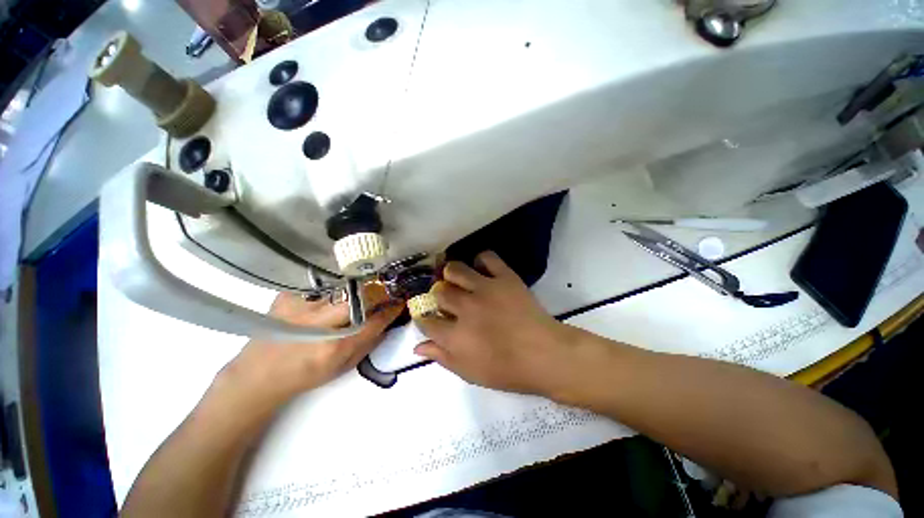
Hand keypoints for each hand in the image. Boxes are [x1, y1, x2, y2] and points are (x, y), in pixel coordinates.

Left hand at [217, 284, 402, 409]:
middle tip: (384, 290)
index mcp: (334, 347)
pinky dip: (330, 285)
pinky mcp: (286, 297)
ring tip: (361, 287)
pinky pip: (318, 285)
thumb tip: (387, 321)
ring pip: (340, 287)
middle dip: (377, 292)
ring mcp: (299, 308)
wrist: (256, 376)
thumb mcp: (341, 367)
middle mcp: (318, 325)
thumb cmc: (304, 375)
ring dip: (355, 287)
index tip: (400, 301)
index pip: (373, 321)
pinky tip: (331, 289)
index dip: (390, 309)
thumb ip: (368, 343)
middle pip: (358, 298)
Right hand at [415, 251, 581, 396]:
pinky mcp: (504, 277)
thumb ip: (442, 357)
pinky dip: (481, 260)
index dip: (425, 318)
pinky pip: (487, 257)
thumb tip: (418, 346)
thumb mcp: (470, 373)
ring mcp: (485, 289)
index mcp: (455, 335)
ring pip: (455, 269)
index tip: (429, 317)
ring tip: (459, 281)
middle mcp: (465, 307)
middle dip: (439, 296)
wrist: (545, 354)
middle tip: (448, 300)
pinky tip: (481, 269)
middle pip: (439, 292)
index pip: (427, 320)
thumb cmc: (508, 370)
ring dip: (452, 274)